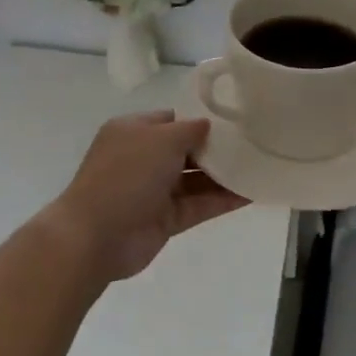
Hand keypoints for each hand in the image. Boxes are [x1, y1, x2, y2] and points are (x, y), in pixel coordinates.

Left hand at [39, 111, 248, 282]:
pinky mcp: (164, 220)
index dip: (200, 119)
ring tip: (260, 167)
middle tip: (254, 143)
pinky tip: (251, 193)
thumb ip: (190, 130)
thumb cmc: (126, 175)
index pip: (172, 119)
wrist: (95, 236)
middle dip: (216, 148)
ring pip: (194, 179)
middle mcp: (142, 158)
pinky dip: (221, 200)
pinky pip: (198, 205)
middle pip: (186, 149)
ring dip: (224, 175)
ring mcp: (153, 190)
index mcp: (133, 131)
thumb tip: (208, 125)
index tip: (234, 119)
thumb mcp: (161, 139)